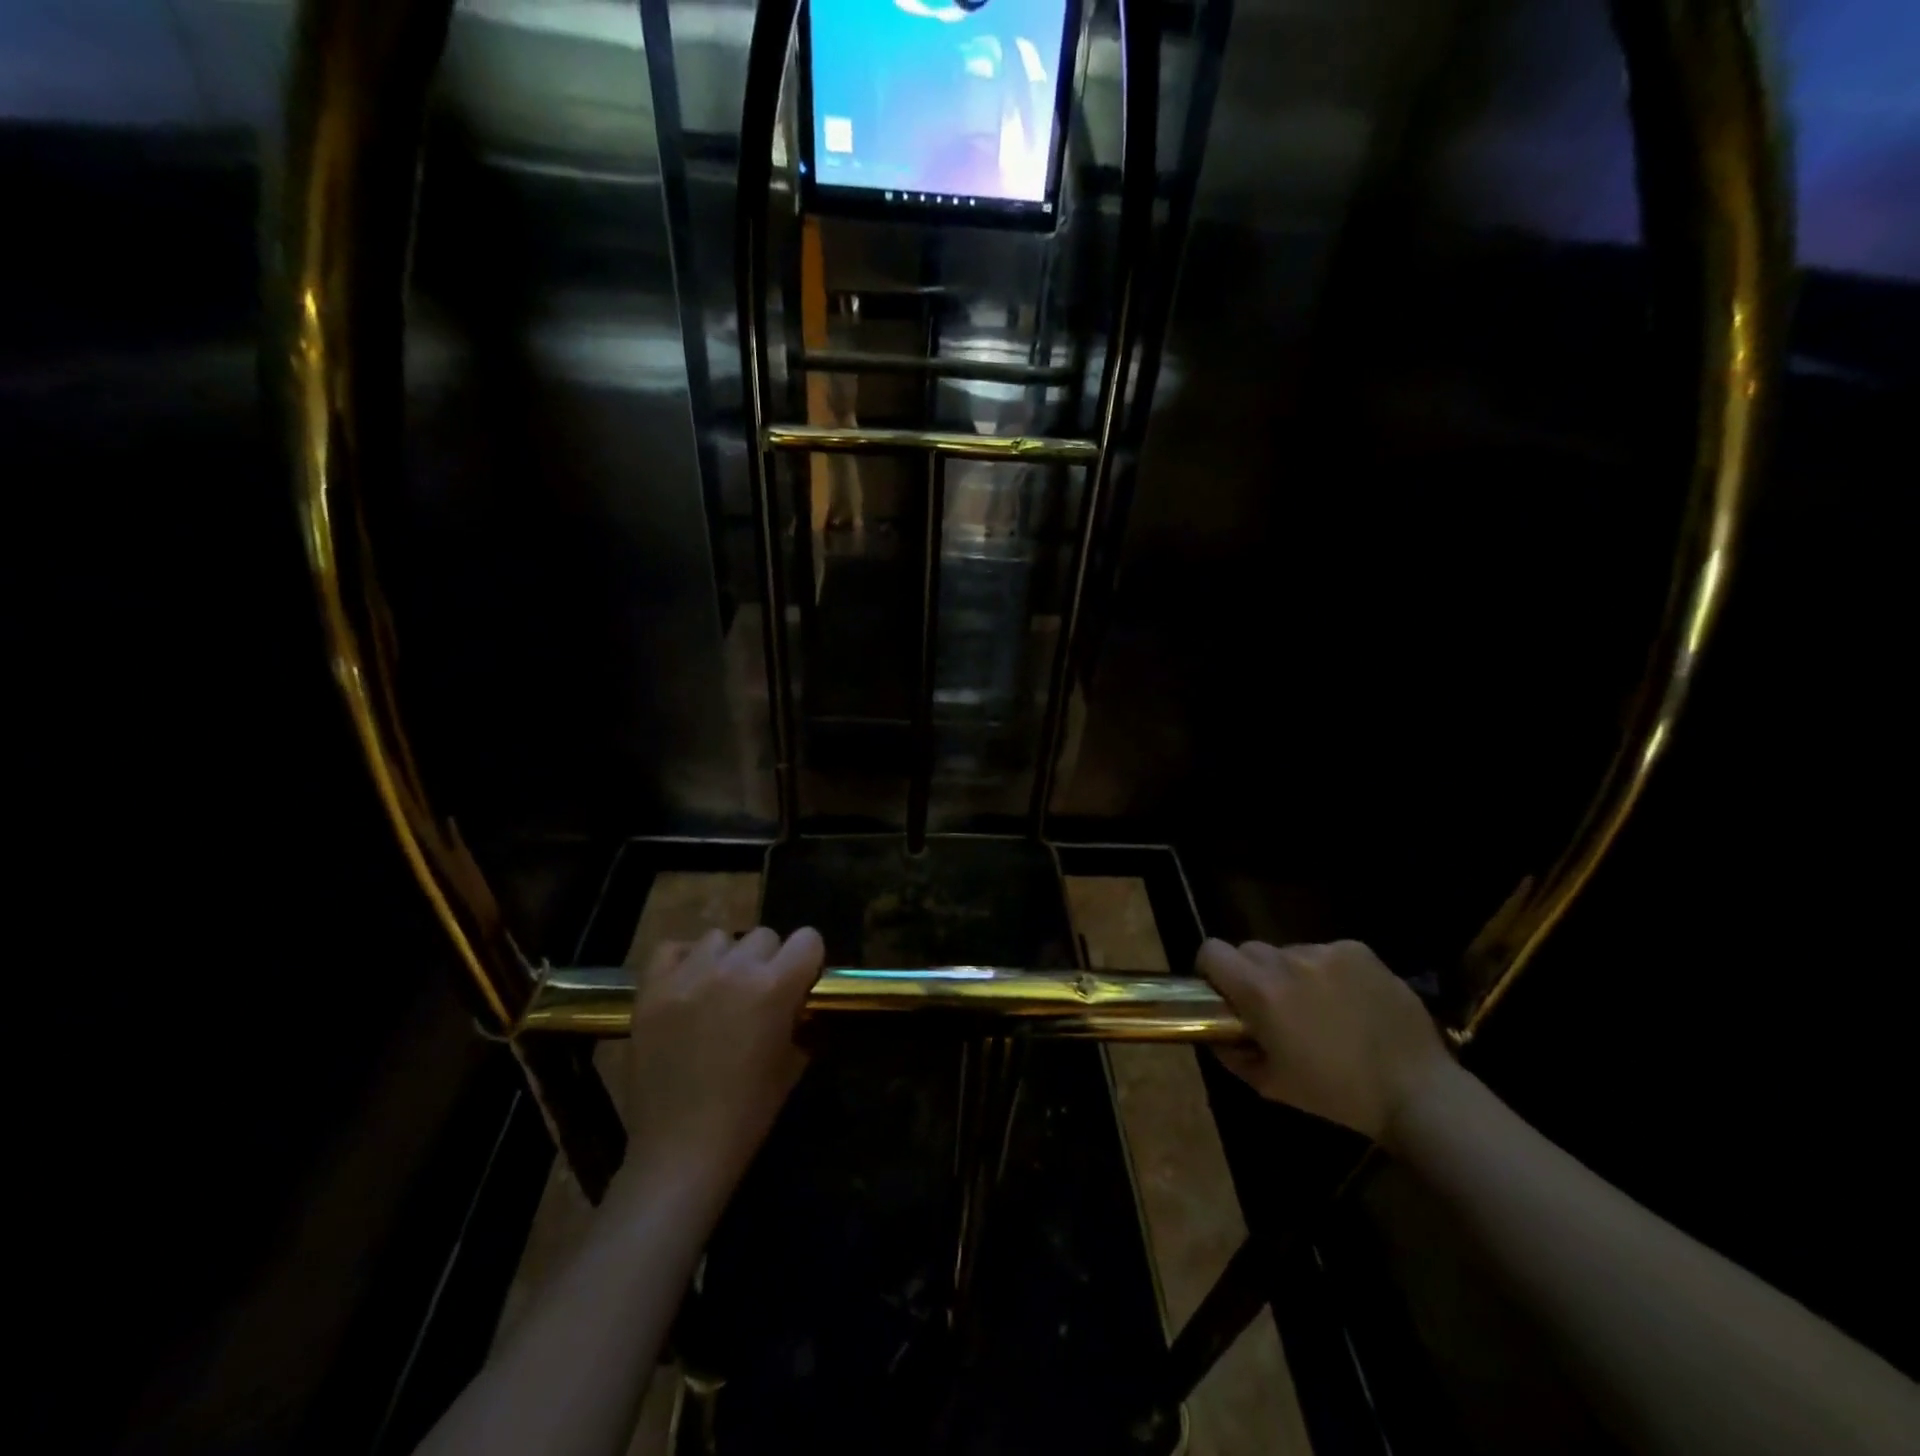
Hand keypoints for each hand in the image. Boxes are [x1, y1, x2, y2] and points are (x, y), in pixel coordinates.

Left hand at [615, 926, 824, 1210]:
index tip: (802, 984)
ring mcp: (688, 976)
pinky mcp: (651, 989)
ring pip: (720, 937)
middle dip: (769, 960)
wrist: (680, 1151)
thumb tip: (800, 1001)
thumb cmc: (748, 1113)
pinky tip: (688, 986)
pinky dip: (683, 960)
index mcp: (774, 986)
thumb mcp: (793, 1062)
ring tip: (720, 990)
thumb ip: (800, 1019)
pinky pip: (672, 948)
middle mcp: (733, 969)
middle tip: (760, 995)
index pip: (808, 939)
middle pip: (765, 935)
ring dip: (728, 959)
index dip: (809, 961)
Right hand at [1197, 938, 1451, 1145]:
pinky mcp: (1358, 951)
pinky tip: (1348, 1001)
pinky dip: (1327, 972)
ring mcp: (1326, 952)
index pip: (1212, 951)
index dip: (1211, 969)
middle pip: (1249, 950)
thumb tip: (1216, 1032)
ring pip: (1289, 952)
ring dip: (1291, 974)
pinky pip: (1325, 953)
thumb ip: (1231, 1053)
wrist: (1417, 1091)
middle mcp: (1288, 961)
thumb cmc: (1336, 1094)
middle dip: (1252, 974)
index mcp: (1261, 991)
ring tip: (1319, 1008)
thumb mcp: (1270, 1085)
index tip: (1224, 992)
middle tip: (1272, 1007)